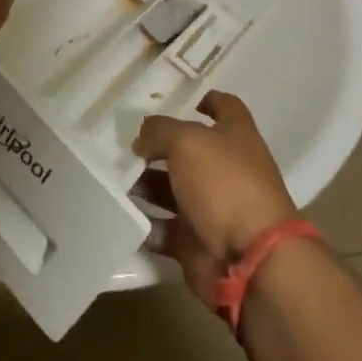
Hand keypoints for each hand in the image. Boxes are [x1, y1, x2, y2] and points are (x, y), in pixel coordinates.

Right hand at [133, 91, 298, 299]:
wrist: (250, 261)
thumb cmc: (225, 185)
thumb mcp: (187, 142)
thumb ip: (159, 131)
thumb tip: (142, 137)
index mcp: (236, 136)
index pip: (225, 107)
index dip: (204, 99)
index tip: (175, 99)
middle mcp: (226, 169)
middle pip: (188, 151)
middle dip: (157, 146)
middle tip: (122, 141)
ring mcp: (211, 207)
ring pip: (171, 189)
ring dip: (143, 184)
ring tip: (111, 176)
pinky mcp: (196, 242)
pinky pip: (163, 228)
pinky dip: (144, 223)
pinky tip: (118, 212)